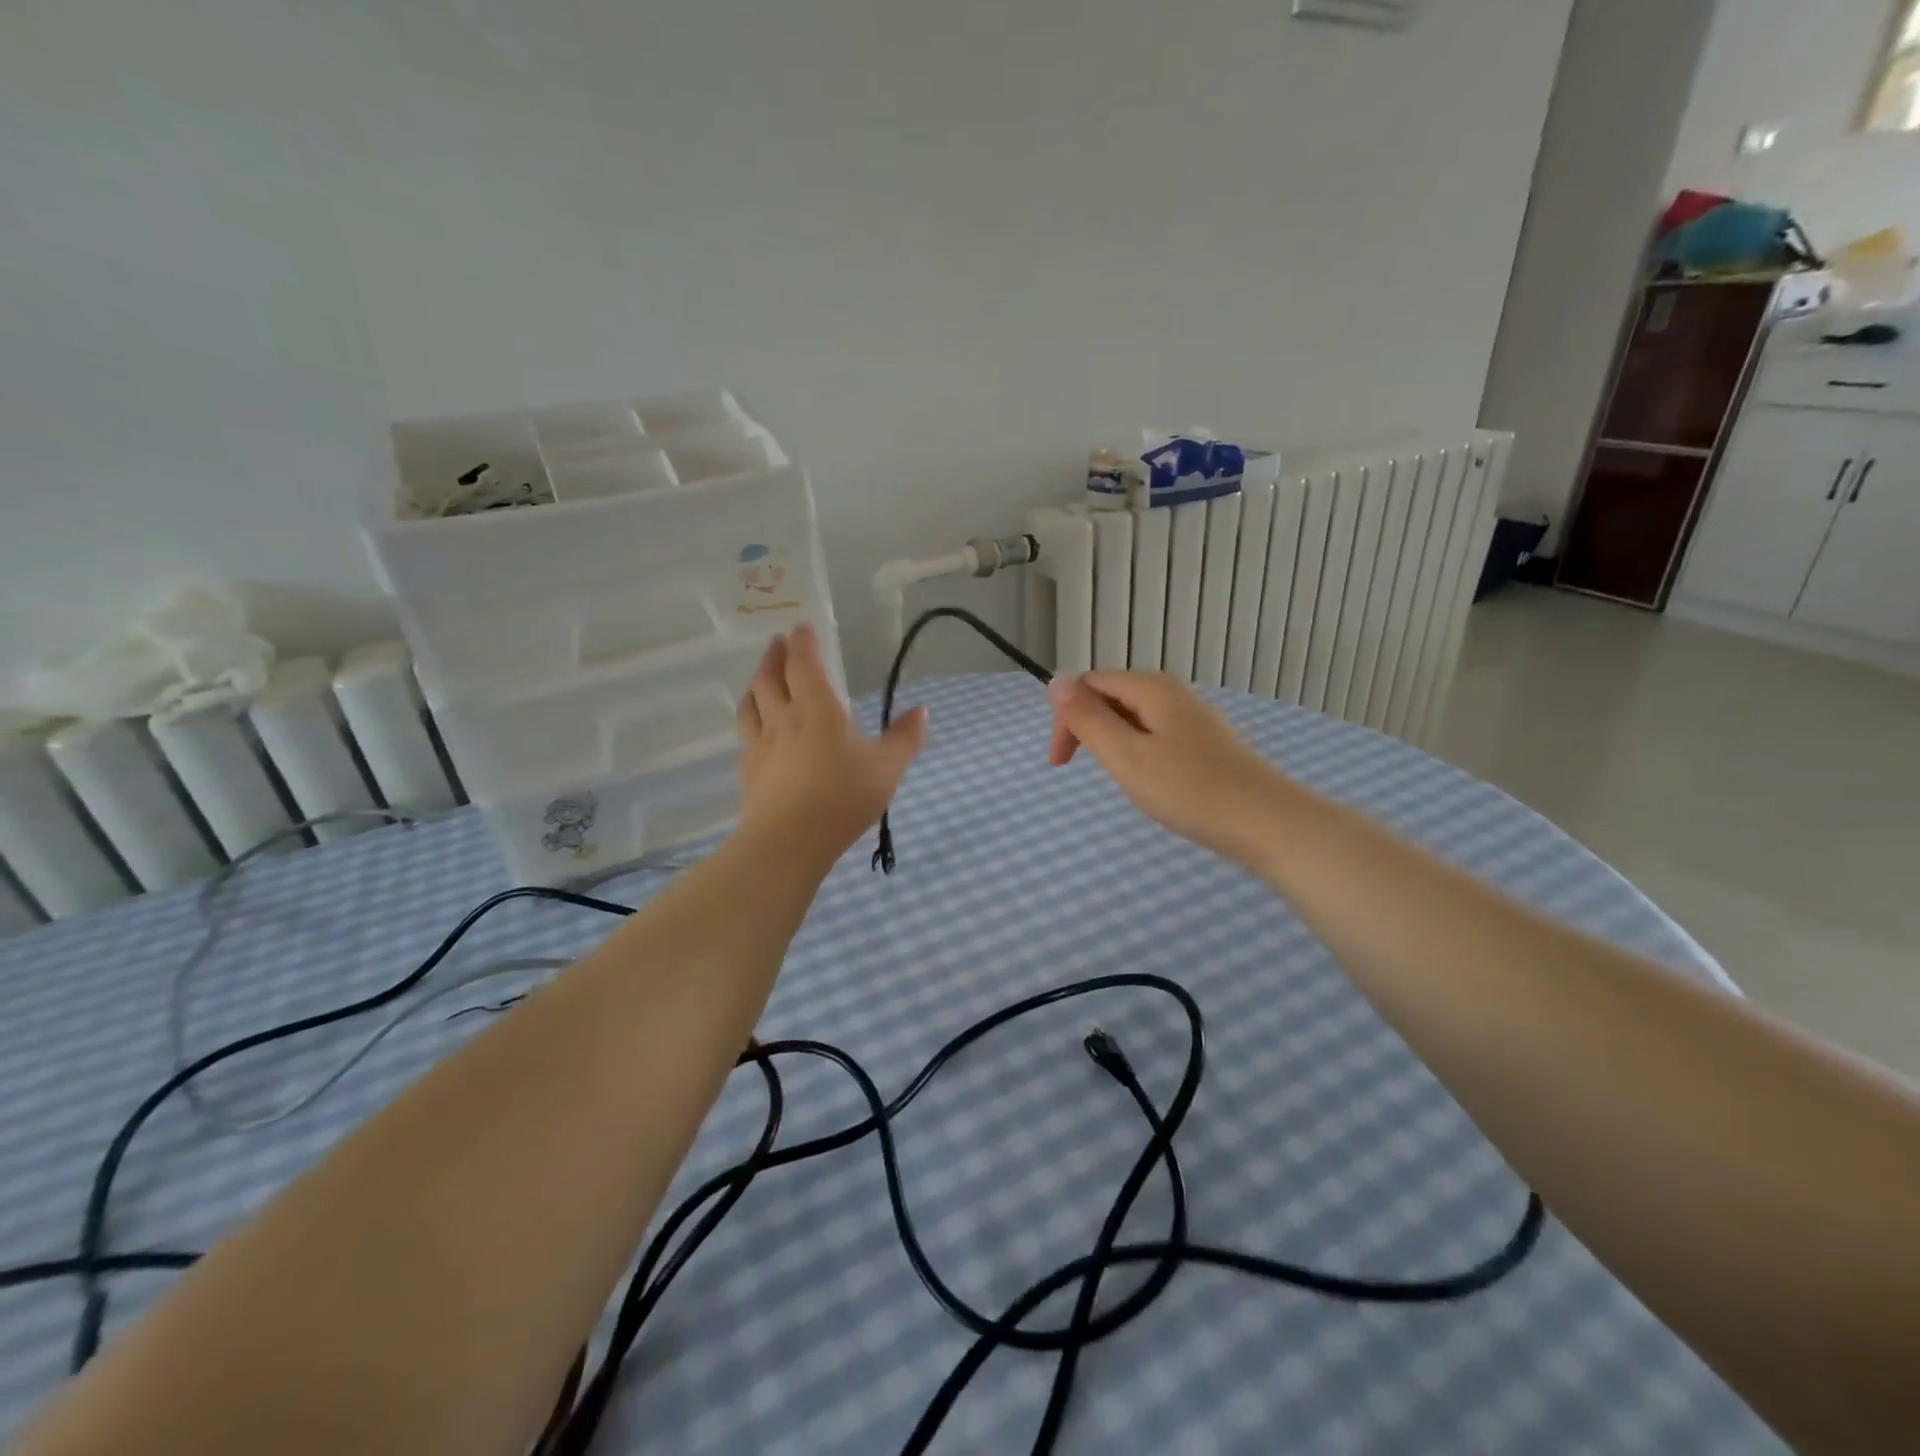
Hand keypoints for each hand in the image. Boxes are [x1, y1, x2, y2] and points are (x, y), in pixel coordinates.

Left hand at [736, 625, 926, 864]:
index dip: (802, 642)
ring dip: (757, 682)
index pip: (804, 664)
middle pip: (770, 677)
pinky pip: (746, 733)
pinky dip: (751, 717)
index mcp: (817, 709)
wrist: (789, 841)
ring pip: (752, 702)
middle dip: (775, 655)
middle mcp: (783, 718)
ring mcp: (761, 744)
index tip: (801, 627)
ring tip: (762, 678)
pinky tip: (756, 728)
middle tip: (778, 642)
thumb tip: (921, 711)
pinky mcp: (749, 770)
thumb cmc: (842, 798)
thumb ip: (905, 738)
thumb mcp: (887, 768)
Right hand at [1046, 671, 1283, 863]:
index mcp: (1151, 688)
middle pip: (1112, 696)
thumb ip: (1088, 719)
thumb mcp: (1125, 755)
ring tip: (1121, 778)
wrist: (1265, 822)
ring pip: (1134, 717)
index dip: (1067, 718)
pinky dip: (1139, 752)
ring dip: (1113, 743)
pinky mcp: (1205, 742)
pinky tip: (1151, 781)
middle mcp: (1172, 692)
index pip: (1089, 683)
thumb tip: (1056, 681)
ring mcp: (1192, 717)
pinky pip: (1156, 734)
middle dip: (1088, 729)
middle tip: (1086, 772)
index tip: (1062, 763)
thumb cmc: (1188, 789)